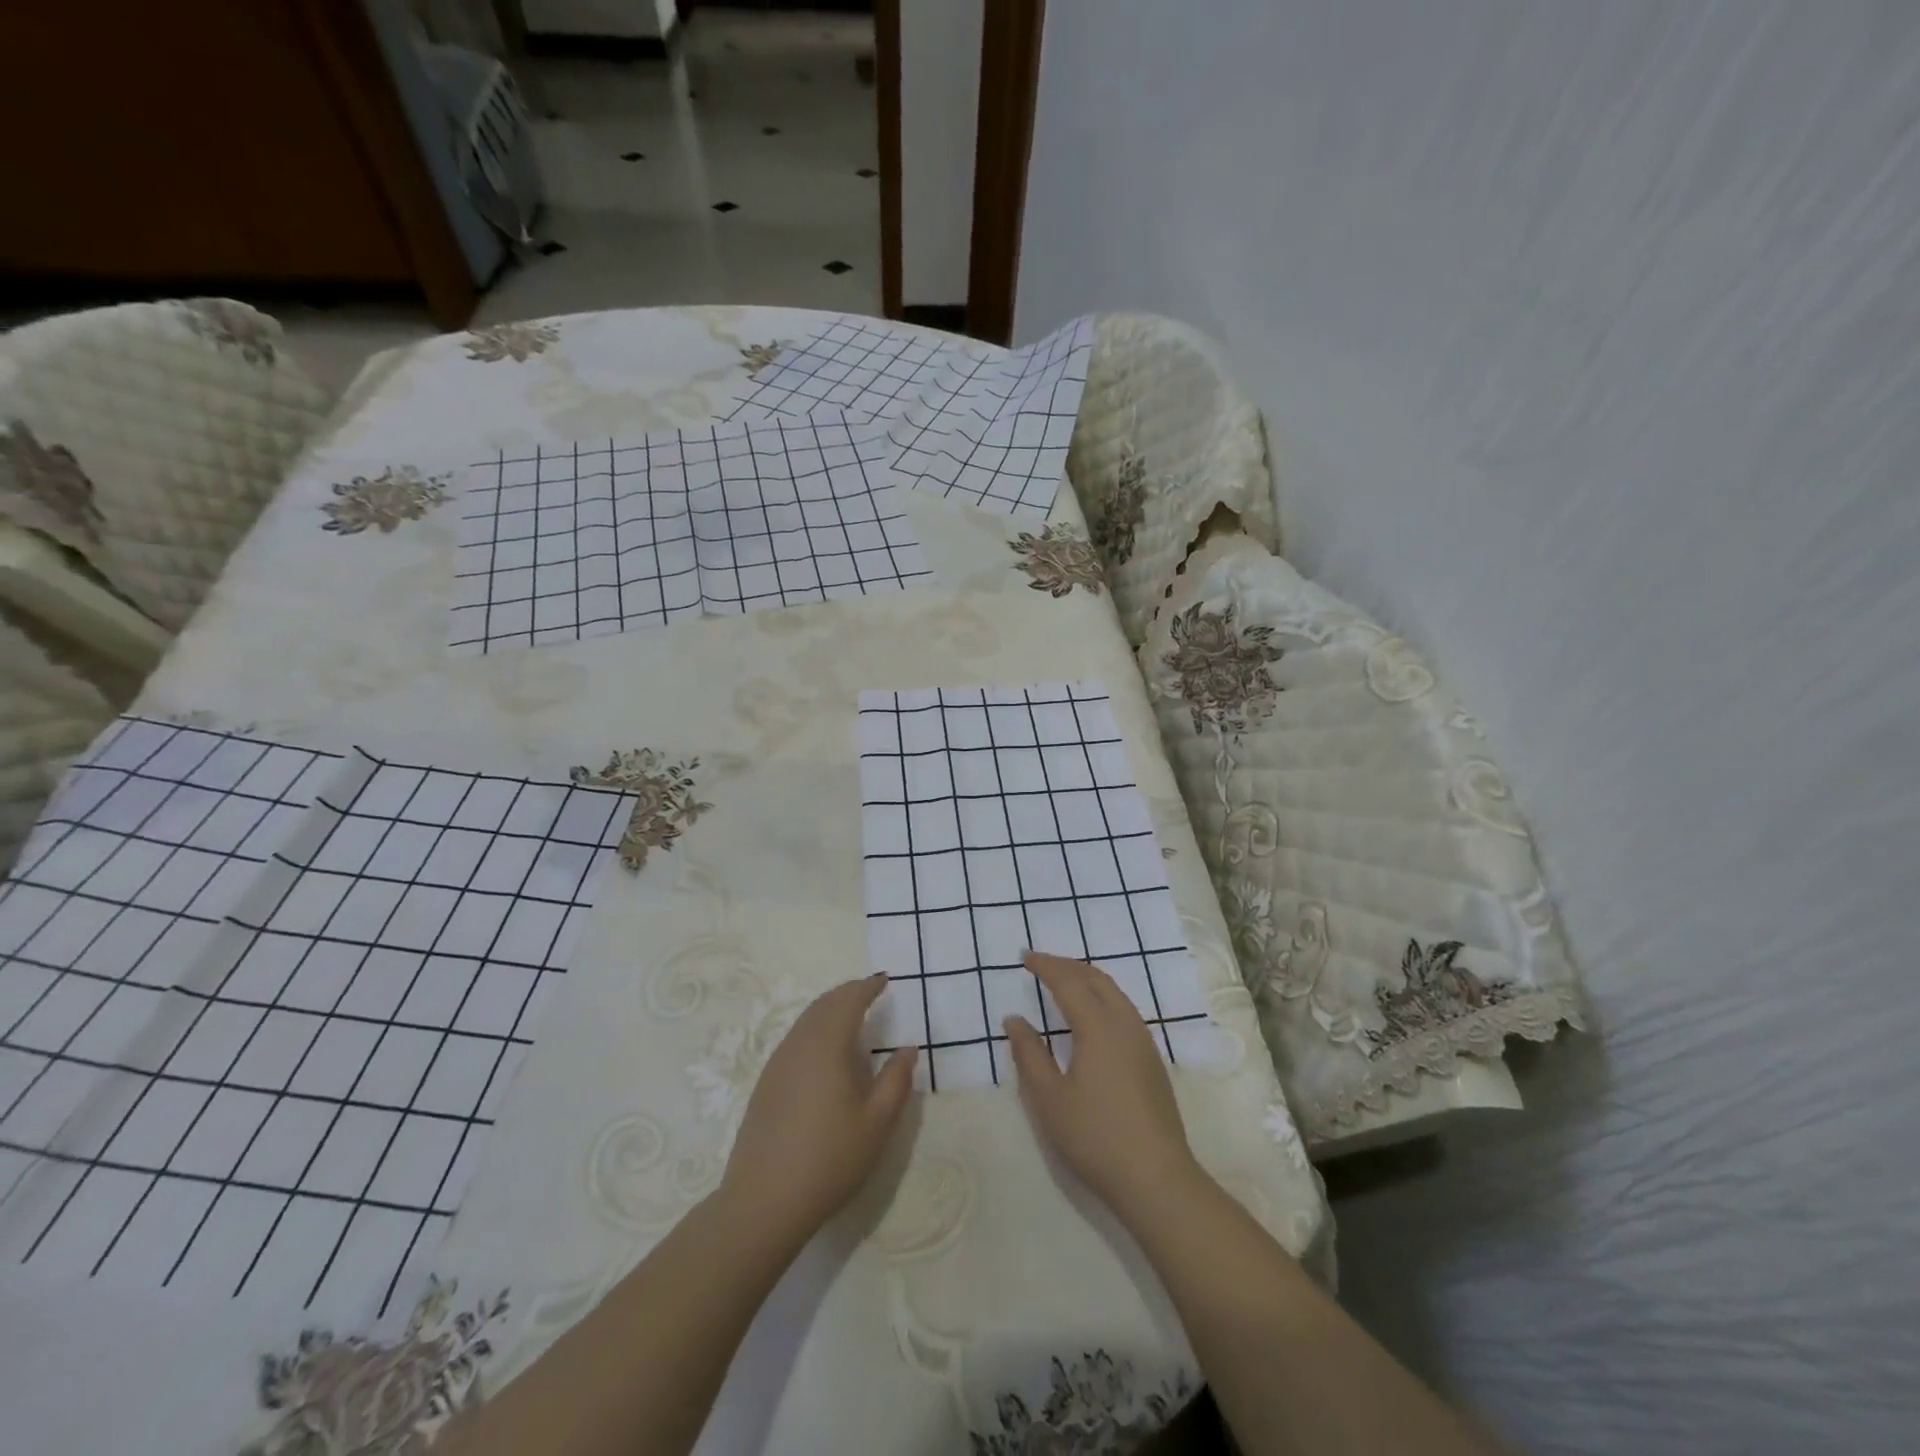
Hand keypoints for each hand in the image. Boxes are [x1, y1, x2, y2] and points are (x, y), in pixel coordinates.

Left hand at [719, 975, 916, 1249]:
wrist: (762, 1203)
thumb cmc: (829, 1160)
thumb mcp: (877, 1124)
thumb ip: (896, 1081)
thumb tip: (907, 1049)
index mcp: (827, 1046)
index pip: (848, 1001)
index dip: (868, 987)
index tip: (885, 980)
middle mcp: (799, 1045)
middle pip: (824, 1004)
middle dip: (848, 993)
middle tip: (871, 991)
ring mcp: (777, 1064)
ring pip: (806, 1020)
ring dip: (830, 1010)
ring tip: (851, 1016)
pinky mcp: (766, 1084)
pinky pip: (795, 1039)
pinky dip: (815, 1029)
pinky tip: (825, 1052)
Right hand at [1004, 951, 1204, 1224]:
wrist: (1157, 1179)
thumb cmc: (1096, 1137)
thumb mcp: (1050, 1099)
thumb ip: (1029, 1054)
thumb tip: (1015, 1019)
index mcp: (1098, 1027)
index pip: (1069, 982)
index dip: (1046, 966)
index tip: (1024, 958)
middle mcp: (1125, 1024)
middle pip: (1096, 979)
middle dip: (1067, 966)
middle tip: (1041, 965)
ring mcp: (1144, 1041)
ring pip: (1115, 992)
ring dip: (1087, 979)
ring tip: (1064, 982)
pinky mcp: (1152, 1060)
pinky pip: (1124, 1009)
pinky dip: (1102, 996)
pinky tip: (1092, 1015)